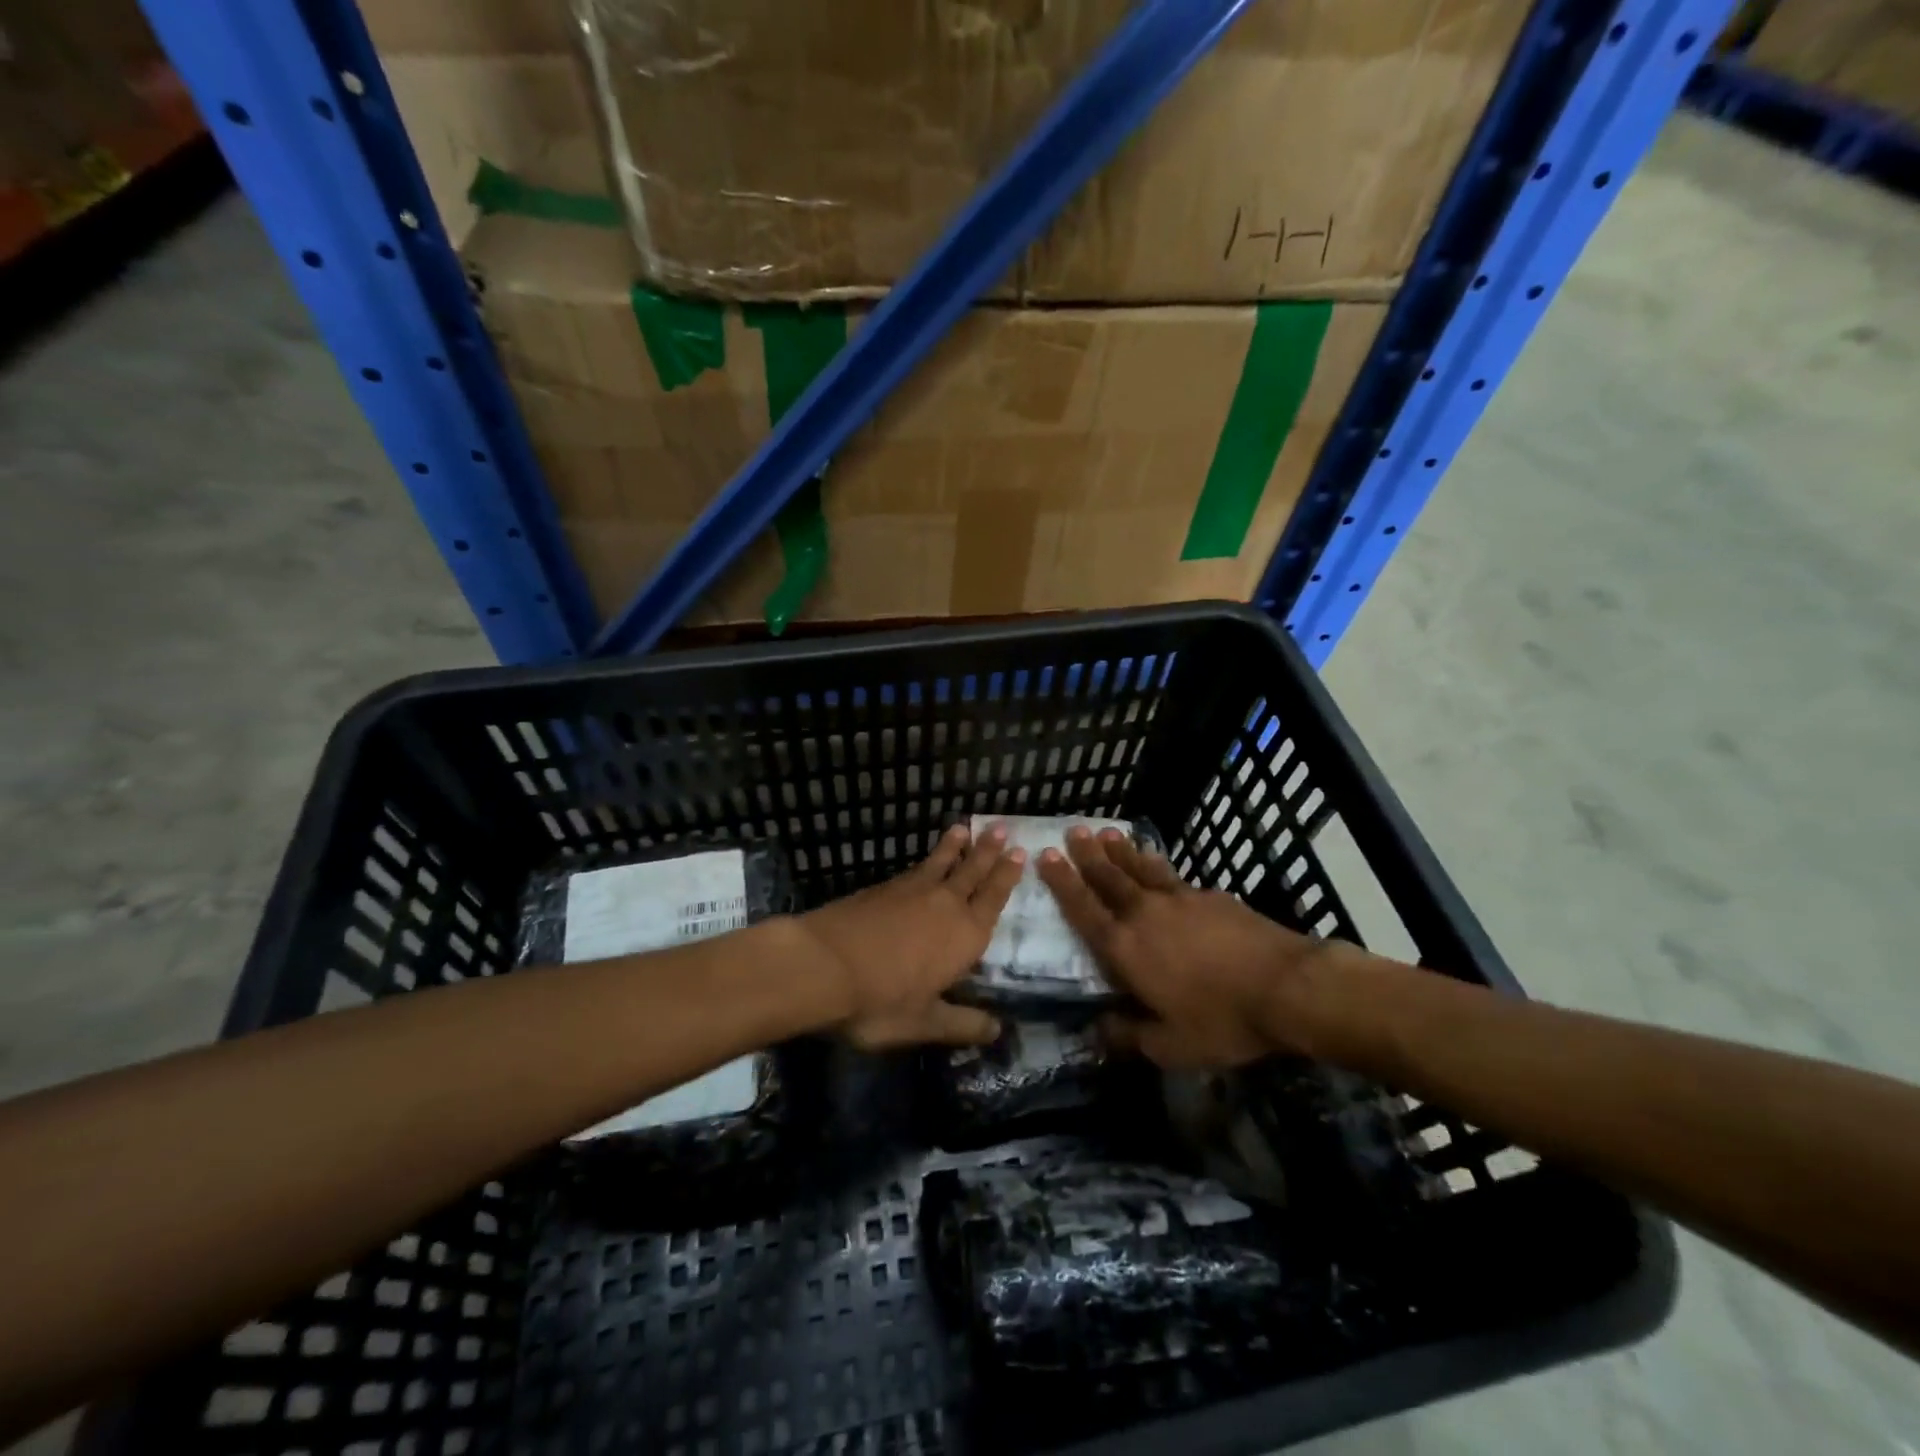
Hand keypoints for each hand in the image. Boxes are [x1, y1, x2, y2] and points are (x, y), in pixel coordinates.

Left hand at [798, 824, 1024, 1049]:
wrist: (823, 964)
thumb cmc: (880, 1001)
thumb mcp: (925, 1023)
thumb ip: (962, 1024)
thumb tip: (998, 1030)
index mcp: (965, 936)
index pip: (993, 899)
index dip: (1007, 877)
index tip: (1020, 853)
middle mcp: (945, 905)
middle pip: (972, 873)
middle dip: (988, 851)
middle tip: (1003, 828)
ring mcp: (911, 892)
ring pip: (942, 863)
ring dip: (956, 847)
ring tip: (964, 828)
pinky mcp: (882, 888)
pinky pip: (914, 868)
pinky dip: (926, 859)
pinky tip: (924, 861)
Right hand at [1037, 827, 1329, 1066]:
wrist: (1286, 986)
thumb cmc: (1222, 1020)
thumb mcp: (1170, 1046)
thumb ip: (1129, 1036)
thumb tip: (1095, 1031)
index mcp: (1125, 949)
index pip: (1083, 909)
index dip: (1062, 883)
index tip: (1045, 856)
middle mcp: (1144, 914)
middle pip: (1108, 878)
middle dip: (1086, 855)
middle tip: (1071, 831)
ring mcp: (1179, 899)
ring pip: (1139, 868)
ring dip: (1119, 850)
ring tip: (1104, 832)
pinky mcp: (1209, 896)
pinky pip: (1171, 874)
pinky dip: (1155, 862)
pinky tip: (1154, 858)